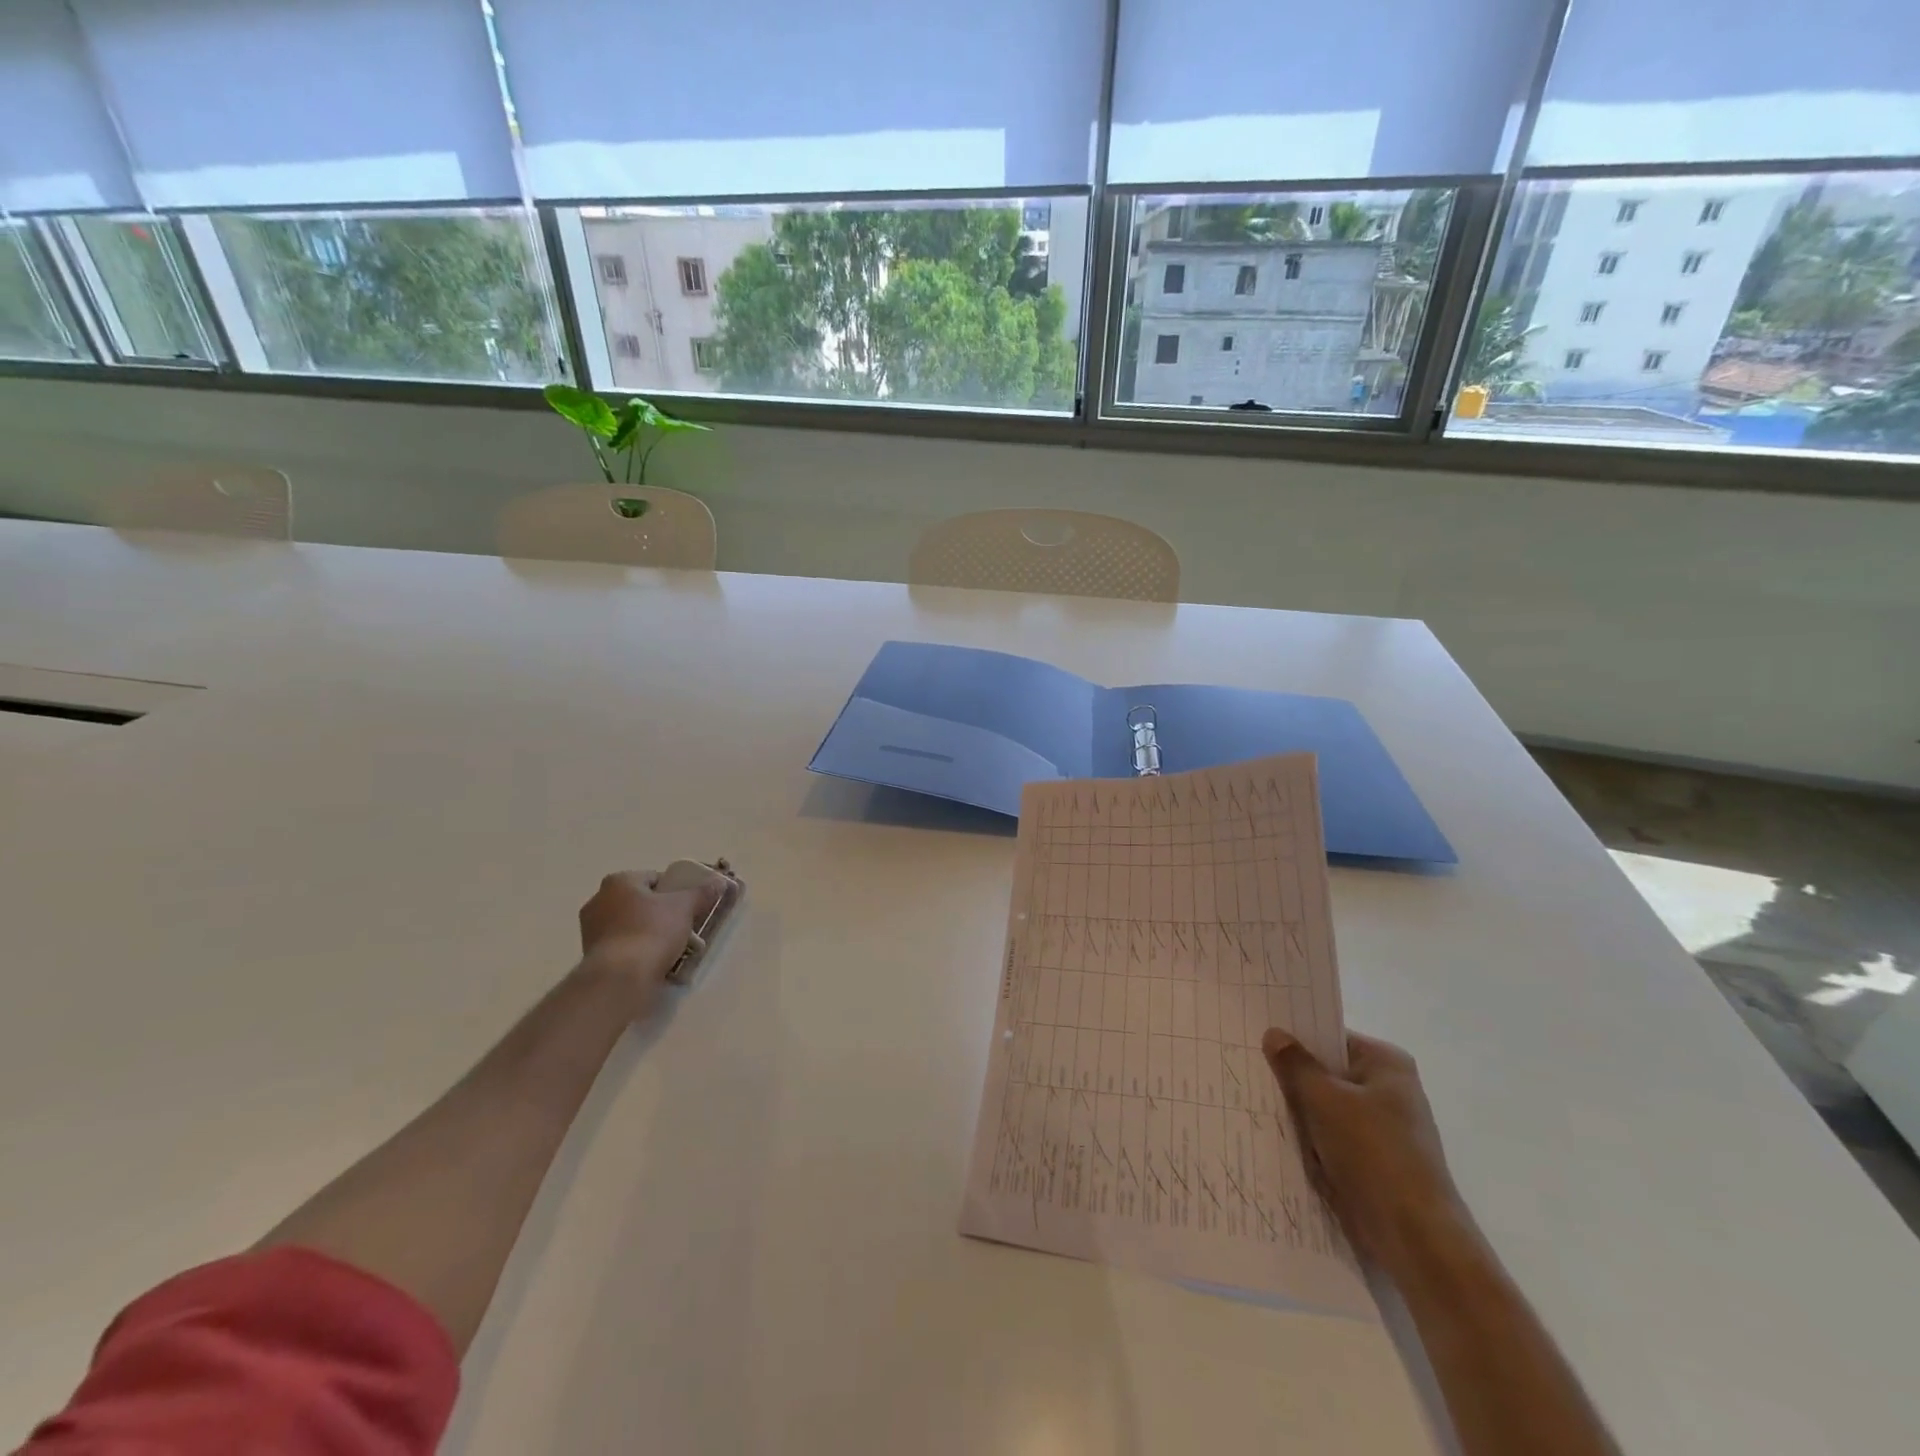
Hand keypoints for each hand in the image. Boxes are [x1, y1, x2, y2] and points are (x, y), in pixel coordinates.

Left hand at [578, 869, 726, 1015]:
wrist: (621, 977)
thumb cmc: (652, 931)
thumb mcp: (685, 907)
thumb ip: (702, 892)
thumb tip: (719, 882)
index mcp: (618, 881)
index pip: (654, 878)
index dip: (675, 890)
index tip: (688, 906)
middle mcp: (598, 900)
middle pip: (640, 902)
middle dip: (660, 913)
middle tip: (681, 927)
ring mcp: (591, 929)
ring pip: (630, 925)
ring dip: (648, 933)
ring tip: (671, 949)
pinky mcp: (591, 955)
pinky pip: (621, 946)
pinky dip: (636, 951)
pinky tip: (653, 963)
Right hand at [1262, 1028, 1470, 1272]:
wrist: (1416, 1238)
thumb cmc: (1373, 1153)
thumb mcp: (1324, 1100)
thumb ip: (1295, 1064)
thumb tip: (1274, 1032)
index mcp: (1386, 1063)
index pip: (1330, 1037)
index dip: (1294, 1037)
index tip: (1256, 1037)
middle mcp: (1389, 1090)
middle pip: (1327, 1072)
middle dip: (1292, 1077)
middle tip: (1247, 1068)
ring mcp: (1383, 1128)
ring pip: (1325, 1108)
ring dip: (1299, 1113)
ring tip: (1256, 1103)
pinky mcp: (1374, 1161)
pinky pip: (1331, 1138)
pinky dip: (1310, 1141)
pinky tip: (1278, 1139)